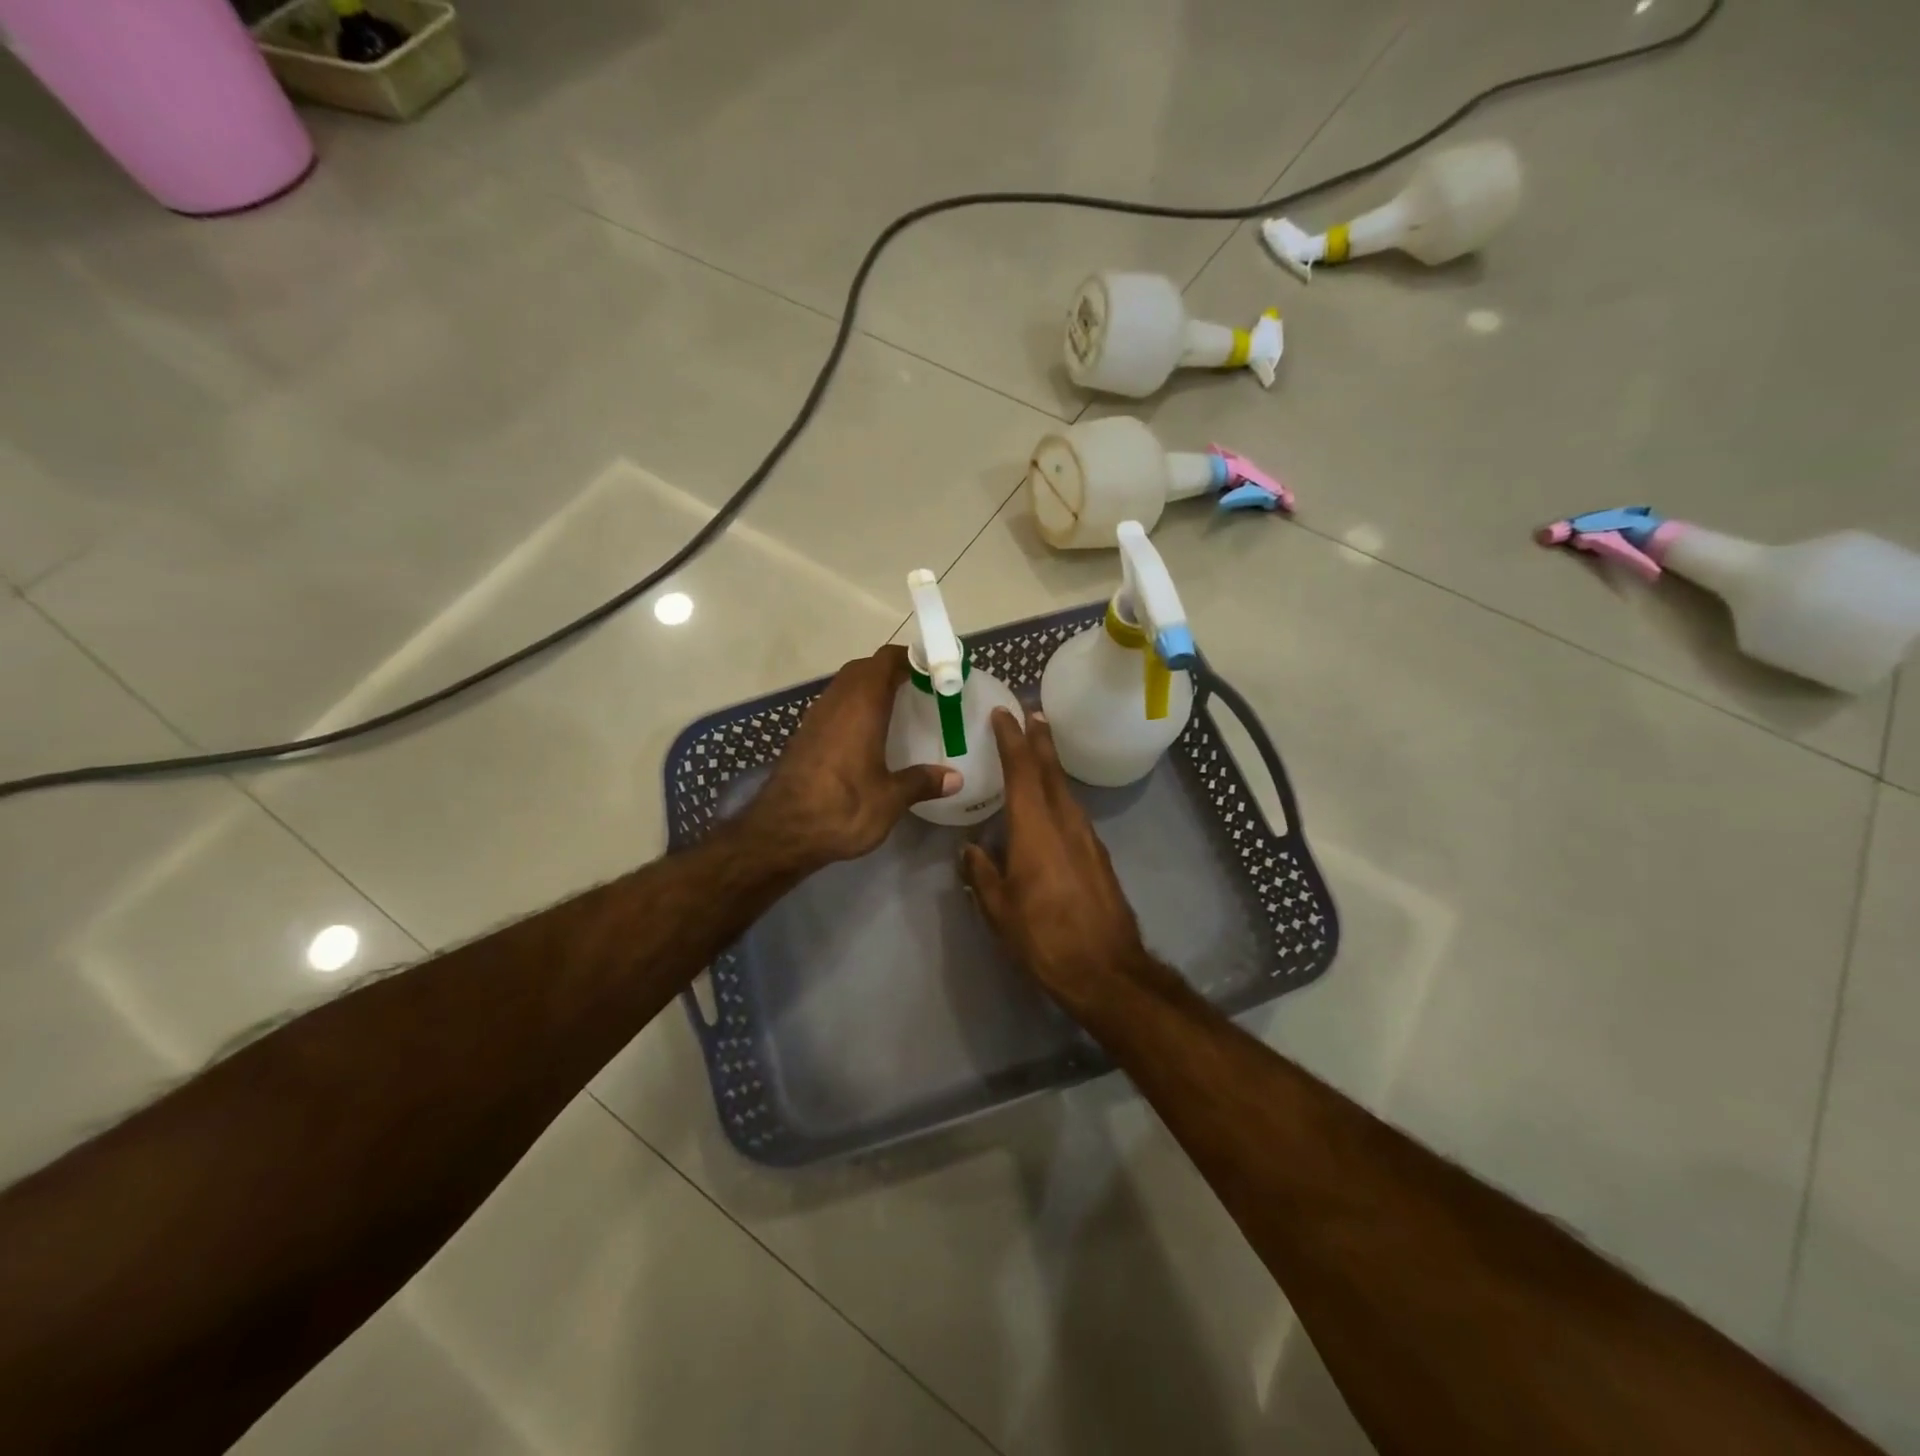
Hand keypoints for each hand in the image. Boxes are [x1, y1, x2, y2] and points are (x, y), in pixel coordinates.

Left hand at [744, 645, 957, 870]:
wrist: (781, 833)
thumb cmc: (842, 809)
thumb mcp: (890, 799)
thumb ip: (921, 782)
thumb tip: (955, 778)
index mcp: (861, 706)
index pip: (885, 661)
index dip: (910, 657)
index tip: (933, 669)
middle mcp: (836, 703)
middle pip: (864, 668)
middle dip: (890, 670)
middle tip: (919, 688)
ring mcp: (815, 718)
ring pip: (845, 686)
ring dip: (869, 687)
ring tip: (897, 707)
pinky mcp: (803, 736)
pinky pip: (833, 707)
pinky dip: (853, 707)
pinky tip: (867, 734)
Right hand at [961, 709, 1164, 1013]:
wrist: (1106, 970)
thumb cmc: (1045, 938)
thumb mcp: (1000, 910)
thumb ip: (983, 874)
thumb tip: (971, 850)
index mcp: (1036, 829)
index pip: (1023, 771)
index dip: (1012, 740)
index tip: (1004, 714)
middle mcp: (1065, 823)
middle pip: (1052, 771)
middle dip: (1040, 740)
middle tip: (1031, 714)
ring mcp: (1087, 838)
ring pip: (1066, 789)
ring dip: (1052, 765)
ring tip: (1039, 749)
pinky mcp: (1098, 856)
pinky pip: (1074, 811)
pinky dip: (1060, 793)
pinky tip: (1051, 802)